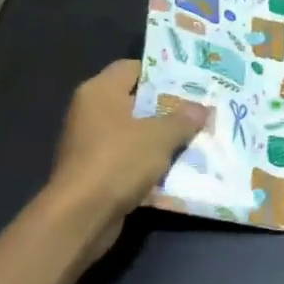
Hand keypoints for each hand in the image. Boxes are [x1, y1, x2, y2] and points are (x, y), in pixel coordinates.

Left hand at [49, 60, 205, 254]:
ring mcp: (92, 143)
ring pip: (136, 133)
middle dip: (168, 108)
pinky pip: (131, 158)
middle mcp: (92, 112)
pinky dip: (151, 162)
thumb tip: (202, 109)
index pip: (133, 68)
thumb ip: (183, 119)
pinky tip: (179, 167)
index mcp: (100, 92)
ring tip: (197, 138)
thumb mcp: (160, 136)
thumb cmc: (118, 161)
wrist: (82, 215)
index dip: (162, 73)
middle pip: (136, 101)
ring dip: (163, 138)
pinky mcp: (96, 171)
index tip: (192, 83)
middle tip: (201, 111)